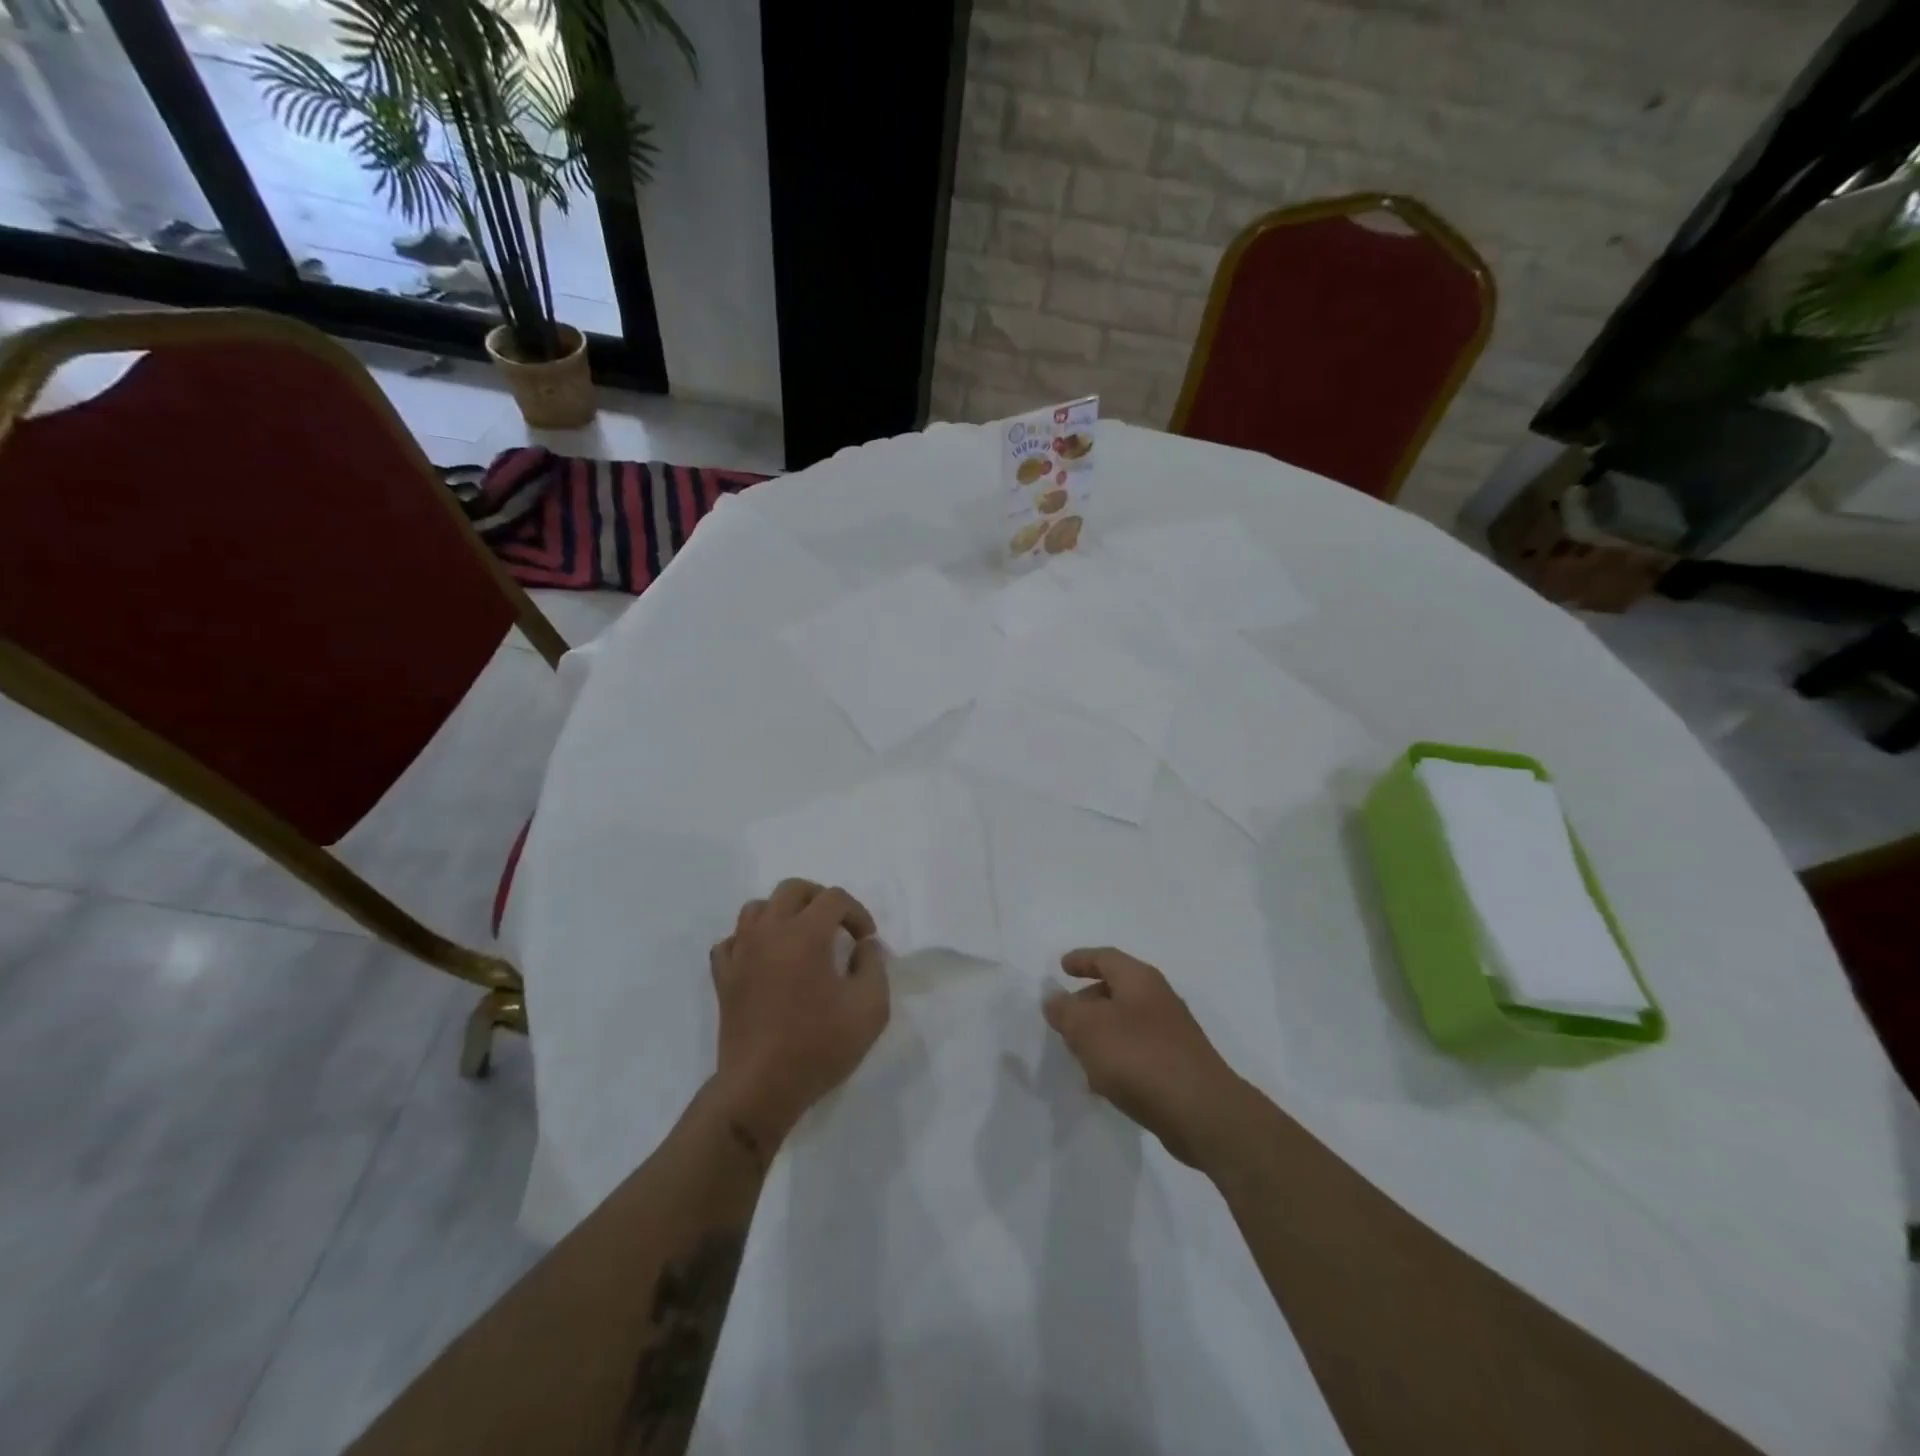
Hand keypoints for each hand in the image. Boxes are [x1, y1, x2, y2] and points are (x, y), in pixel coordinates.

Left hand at [708, 879, 889, 1154]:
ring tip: (801, 937)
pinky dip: (750, 940)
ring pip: (757, 908)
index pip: (834, 898)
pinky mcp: (724, 978)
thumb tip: (864, 946)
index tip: (866, 941)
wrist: (761, 1088)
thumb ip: (874, 966)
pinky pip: (732, 940)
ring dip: (783, 913)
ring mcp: (741, 953)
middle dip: (820, 899)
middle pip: (792, 889)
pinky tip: (765, 959)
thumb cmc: (819, 1046)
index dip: (857, 913)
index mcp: (805, 934)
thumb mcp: (870, 1008)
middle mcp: (769, 932)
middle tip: (837, 926)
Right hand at [1043, 947, 1251, 1170]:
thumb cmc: (1138, 1057)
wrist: (1201, 1112)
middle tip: (1065, 1017)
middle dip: (1088, 1000)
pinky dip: (1117, 1057)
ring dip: (1101, 1033)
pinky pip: (1138, 1051)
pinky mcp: (1177, 1065)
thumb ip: (1065, 1010)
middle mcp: (1158, 999)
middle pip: (1116, 989)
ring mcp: (1171, 1033)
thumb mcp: (1088, 1029)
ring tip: (1078, 1053)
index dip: (1081, 959)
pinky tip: (1104, 1083)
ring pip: (1126, 1022)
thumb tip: (1054, 997)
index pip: (1105, 957)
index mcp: (1139, 979)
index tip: (1061, 967)